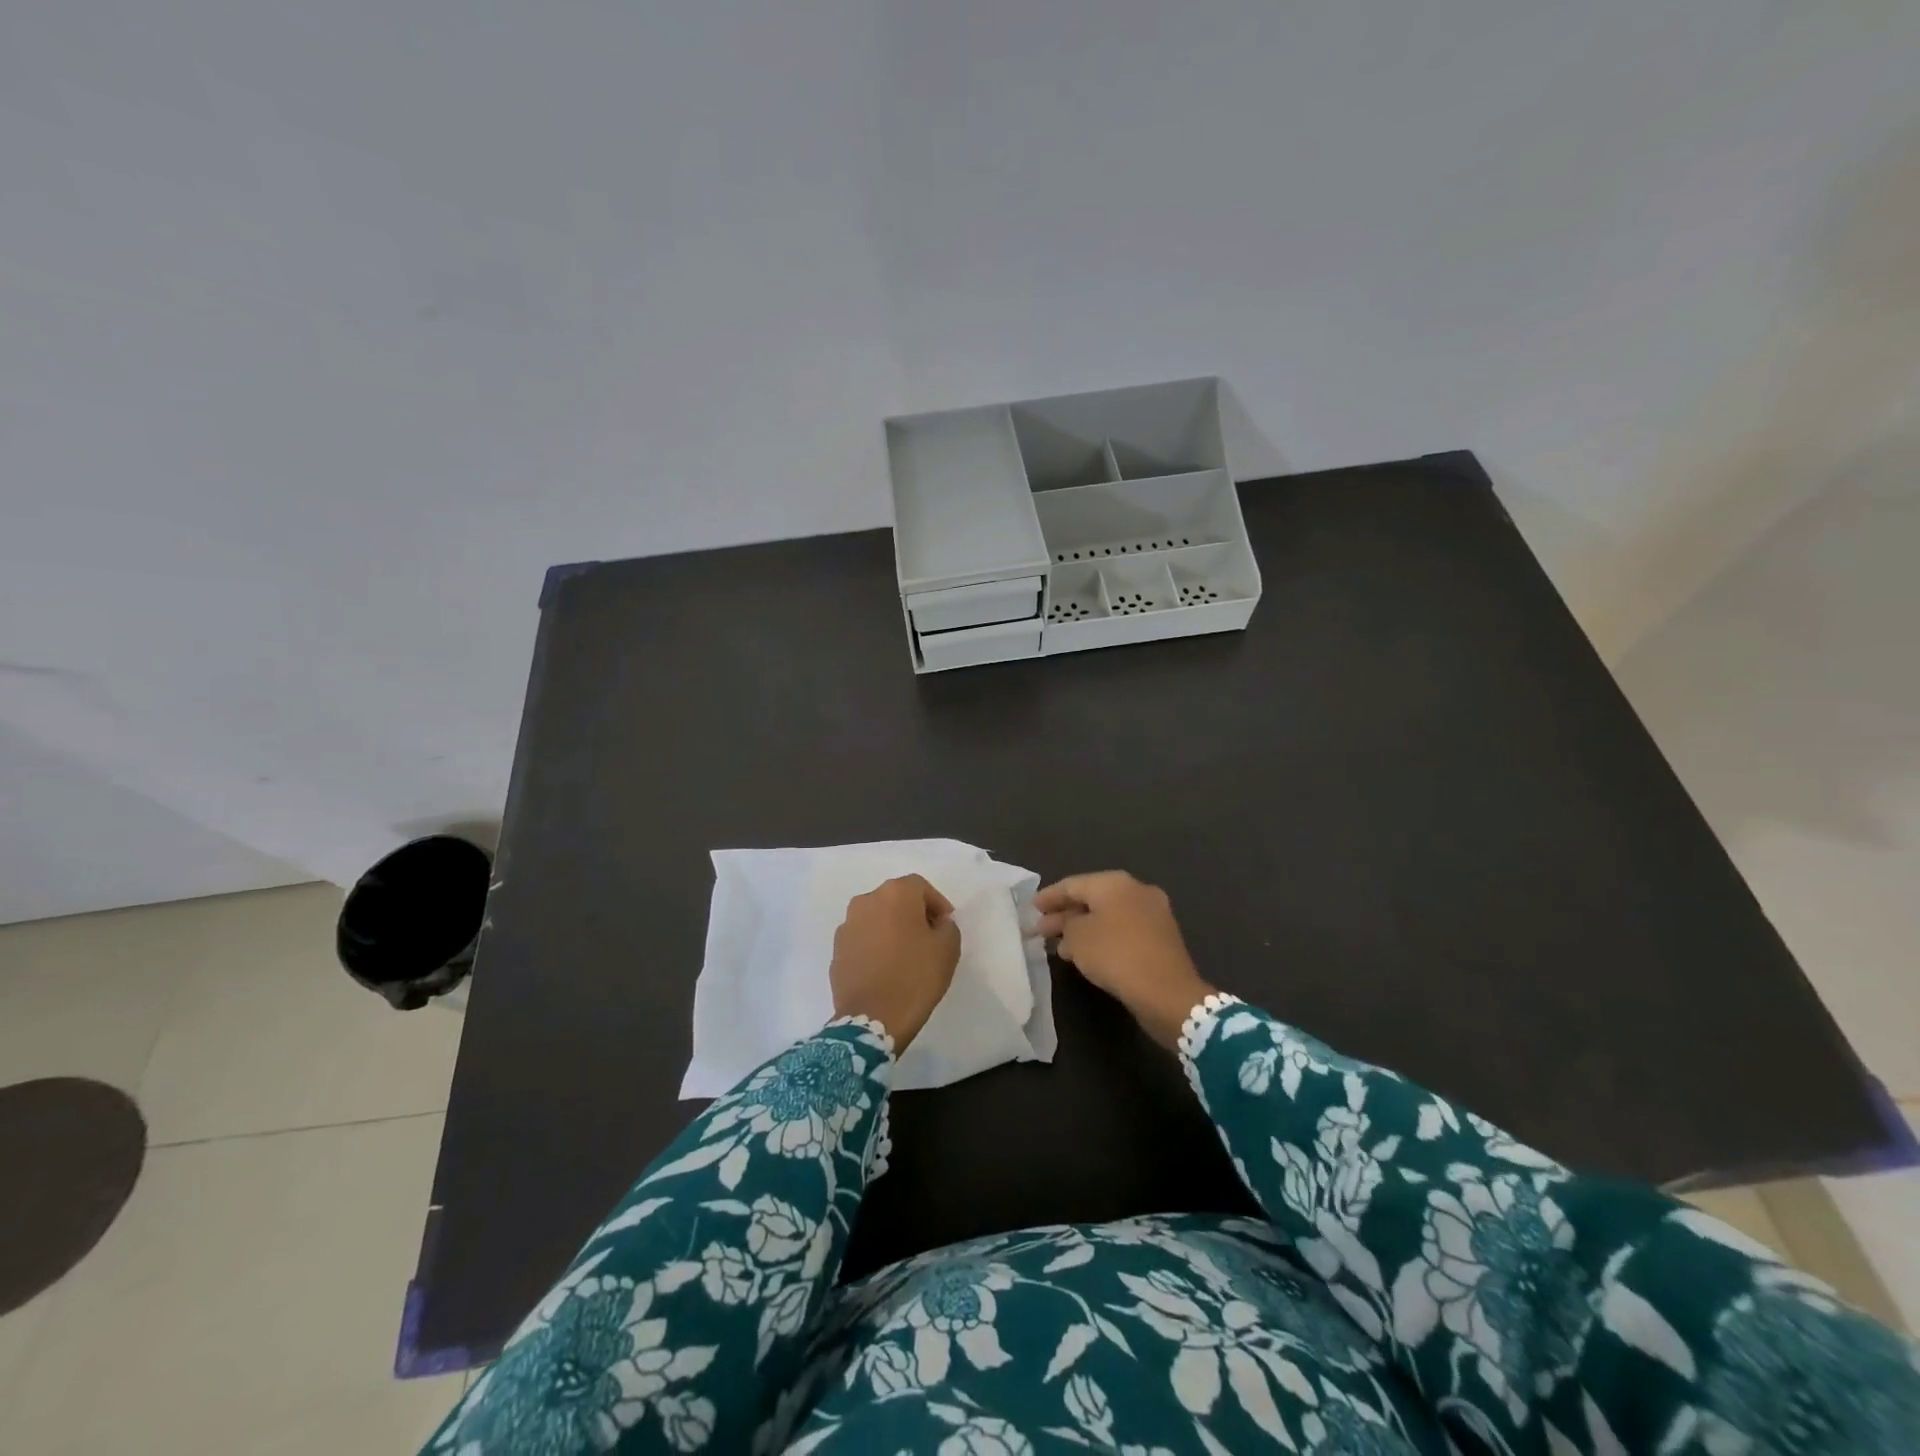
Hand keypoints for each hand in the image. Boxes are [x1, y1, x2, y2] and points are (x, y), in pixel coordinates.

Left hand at [829, 874, 961, 1050]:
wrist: (872, 1019)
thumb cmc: (915, 977)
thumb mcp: (948, 949)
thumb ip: (947, 927)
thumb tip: (937, 923)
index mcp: (895, 894)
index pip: (920, 887)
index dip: (937, 904)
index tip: (945, 925)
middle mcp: (866, 901)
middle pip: (895, 899)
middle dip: (912, 913)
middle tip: (927, 937)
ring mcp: (847, 925)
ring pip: (876, 918)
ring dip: (891, 928)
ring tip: (904, 954)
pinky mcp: (836, 950)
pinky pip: (862, 939)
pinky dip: (874, 946)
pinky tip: (885, 968)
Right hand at [1034, 871, 1214, 1048]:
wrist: (1167, 992)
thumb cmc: (1116, 955)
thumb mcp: (1078, 938)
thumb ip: (1066, 926)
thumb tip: (1068, 925)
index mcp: (1115, 883)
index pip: (1072, 884)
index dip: (1049, 896)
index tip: (1031, 908)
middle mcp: (1136, 890)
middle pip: (1091, 899)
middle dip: (1064, 914)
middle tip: (1041, 929)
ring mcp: (1152, 914)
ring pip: (1107, 916)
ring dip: (1082, 929)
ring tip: (1058, 946)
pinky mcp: (1160, 938)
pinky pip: (1122, 931)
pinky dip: (1101, 938)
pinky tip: (1085, 955)